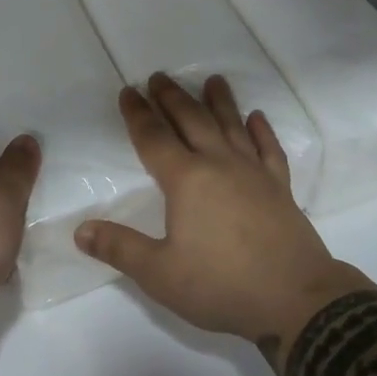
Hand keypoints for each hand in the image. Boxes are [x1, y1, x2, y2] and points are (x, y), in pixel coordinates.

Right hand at [74, 74, 361, 349]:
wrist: (295, 299)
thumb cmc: (221, 285)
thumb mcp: (160, 274)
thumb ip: (120, 249)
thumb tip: (80, 230)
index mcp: (186, 180)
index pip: (154, 138)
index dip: (138, 114)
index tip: (129, 90)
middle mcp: (219, 164)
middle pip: (192, 120)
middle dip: (172, 97)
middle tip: (159, 76)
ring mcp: (254, 172)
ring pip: (232, 126)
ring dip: (219, 101)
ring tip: (212, 80)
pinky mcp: (280, 187)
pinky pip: (269, 149)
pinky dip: (262, 130)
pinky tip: (258, 118)